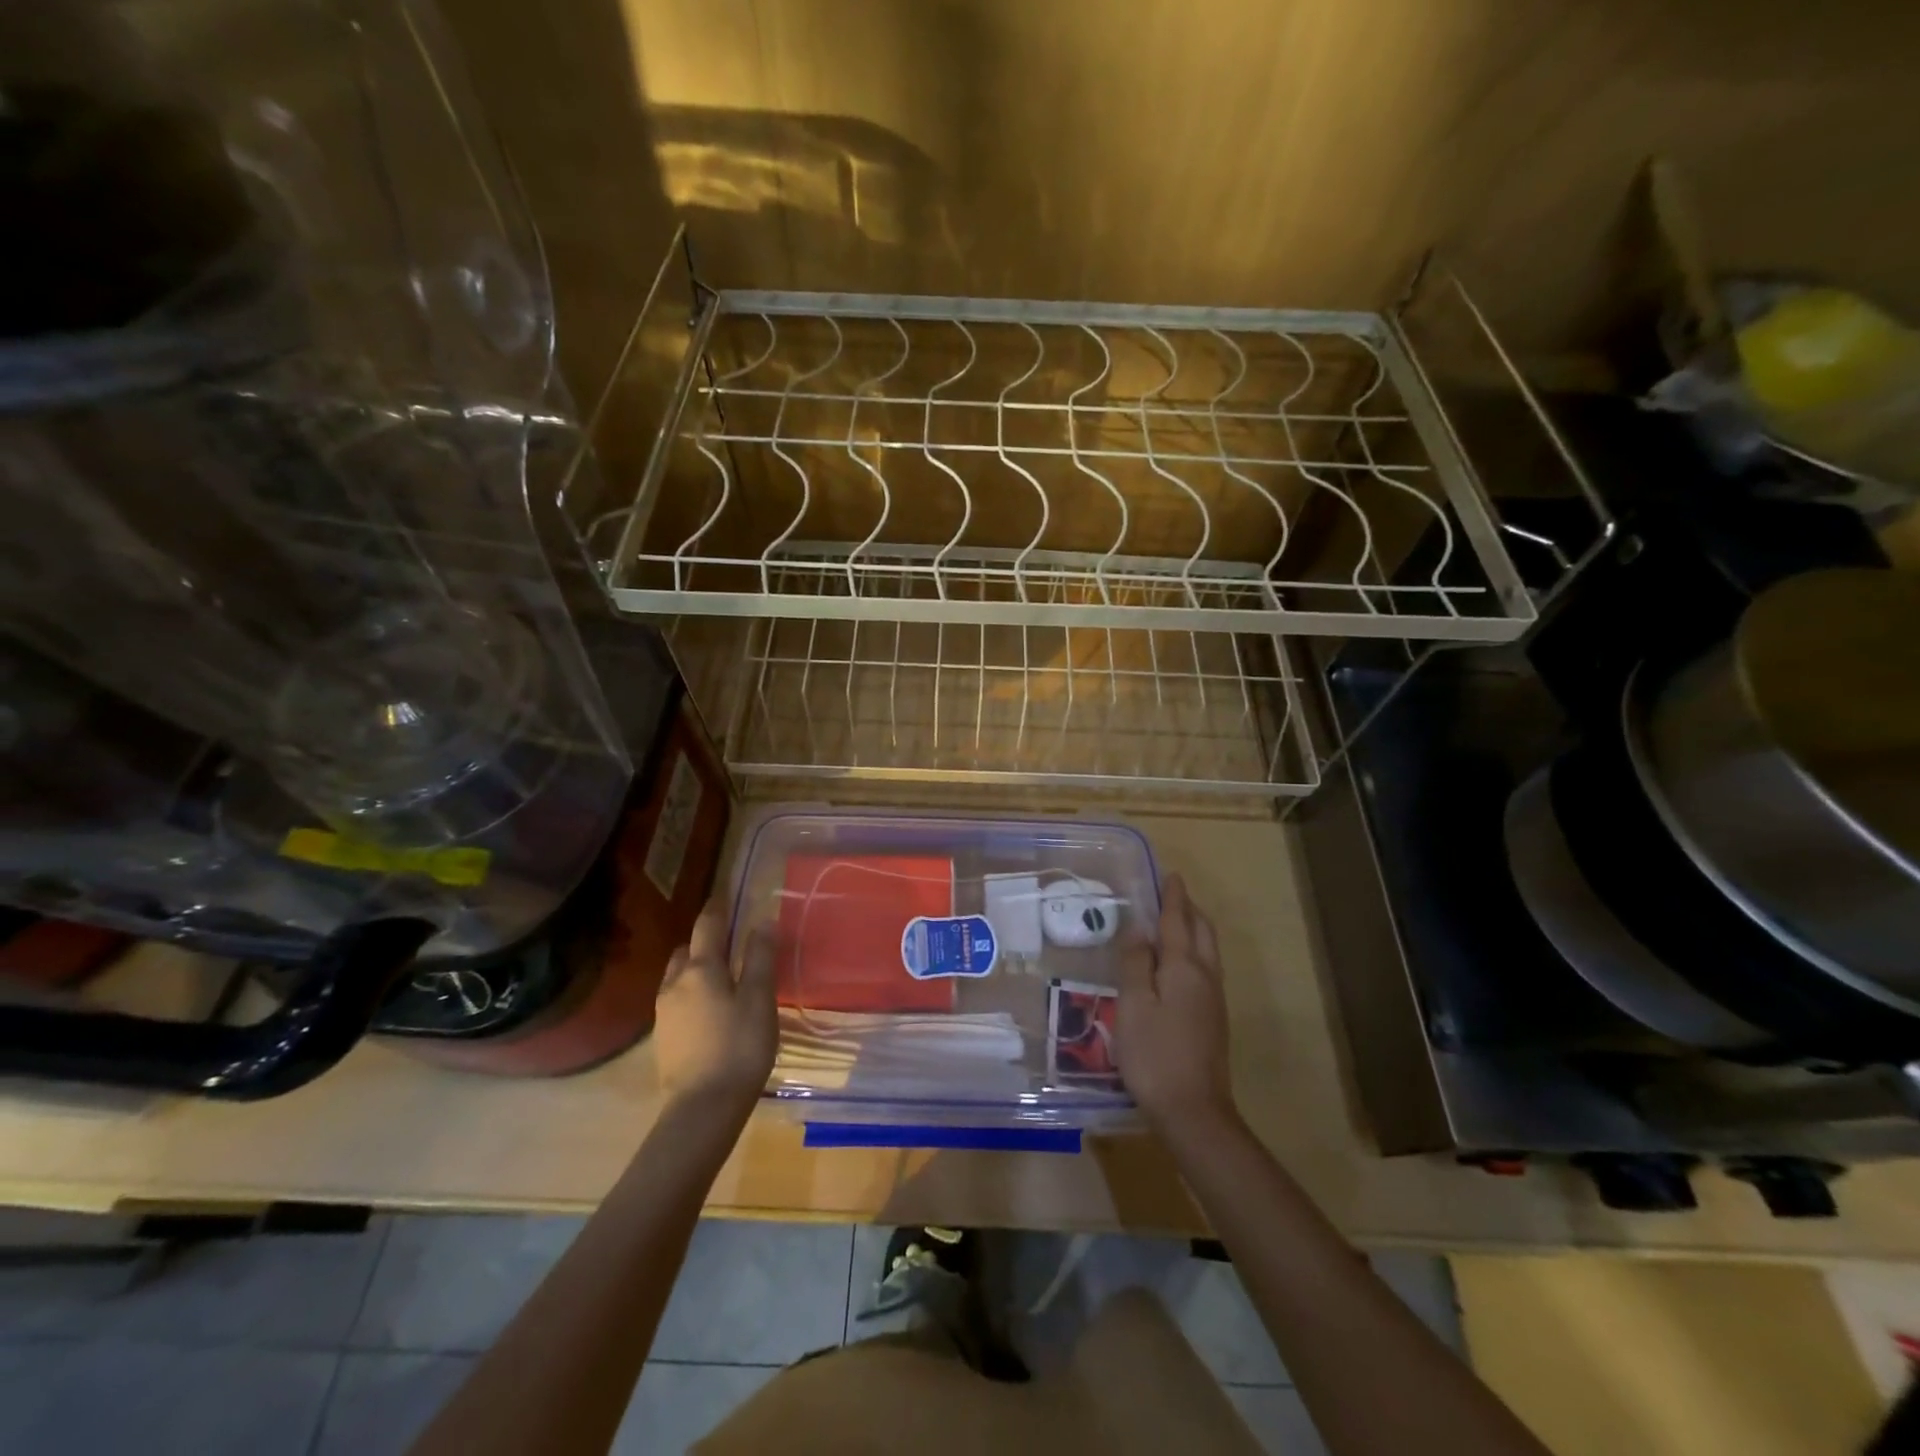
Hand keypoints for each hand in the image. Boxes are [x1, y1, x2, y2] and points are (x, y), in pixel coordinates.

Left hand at [654, 897, 776, 1111]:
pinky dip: (691, 993)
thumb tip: (761, 921)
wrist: (702, 1109)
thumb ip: (760, 958)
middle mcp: (675, 983)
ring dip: (695, 968)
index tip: (724, 892)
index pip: (707, 925)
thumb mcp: (759, 999)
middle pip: (687, 949)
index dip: (717, 906)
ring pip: (677, 976)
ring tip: (721, 978)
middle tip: (730, 943)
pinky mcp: (662, 1037)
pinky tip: (709, 1011)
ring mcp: (663, 1012)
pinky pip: (676, 1000)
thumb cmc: (740, 1047)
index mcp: (701, 969)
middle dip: (705, 941)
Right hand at [1116, 874, 1238, 1134]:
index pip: (1177, 921)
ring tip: (1173, 922)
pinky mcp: (1213, 1019)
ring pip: (1208, 950)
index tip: (1170, 875)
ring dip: (1193, 929)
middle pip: (1202, 931)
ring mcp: (1213, 1000)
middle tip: (1170, 895)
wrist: (1194, 1111)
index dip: (1172, 897)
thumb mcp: (1133, 1005)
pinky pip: (1206, 969)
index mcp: (1184, 967)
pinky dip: (1194, 951)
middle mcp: (1205, 977)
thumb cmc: (1154, 1054)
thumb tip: (1139, 928)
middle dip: (1188, 909)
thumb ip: (1135, 963)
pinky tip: (1177, 964)